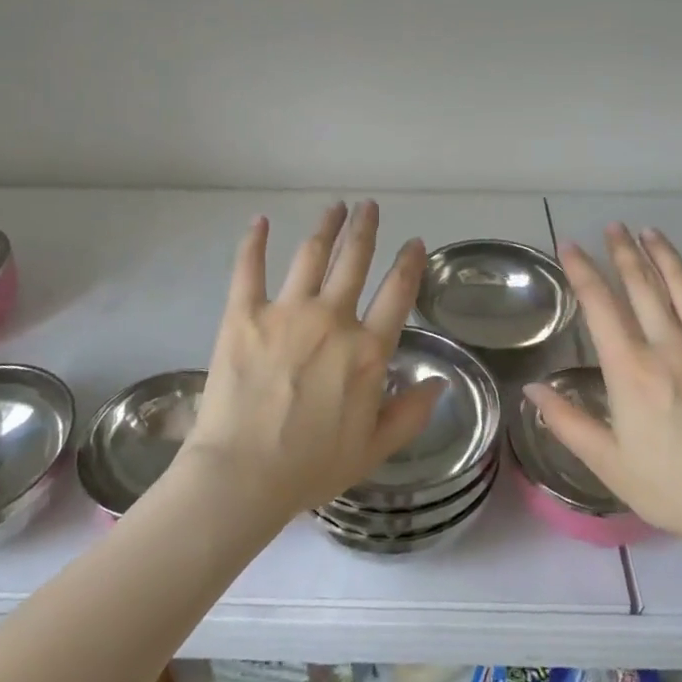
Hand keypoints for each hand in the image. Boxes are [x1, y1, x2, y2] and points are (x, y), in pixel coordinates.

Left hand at [177, 201, 442, 522]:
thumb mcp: (374, 449)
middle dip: (365, 229)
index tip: (413, 243)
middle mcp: (332, 320)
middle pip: (354, 260)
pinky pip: (250, 268)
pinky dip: (255, 241)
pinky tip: (260, 221)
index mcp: (367, 351)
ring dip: (326, 227)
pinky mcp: (244, 314)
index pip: (397, 293)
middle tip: (368, 206)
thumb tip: (439, 384)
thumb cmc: (310, 467)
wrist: (242, 475)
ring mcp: (286, 312)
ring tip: (335, 207)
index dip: (409, 263)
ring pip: (312, 254)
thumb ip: (410, 414)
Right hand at [526, 224, 681, 570]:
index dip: (583, 271)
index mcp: (632, 370)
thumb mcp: (608, 463)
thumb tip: (532, 388)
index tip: (571, 246)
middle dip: (624, 252)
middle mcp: (671, 347)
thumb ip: (567, 422)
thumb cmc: (672, 488)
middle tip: (613, 227)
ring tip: (651, 233)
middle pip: (644, 286)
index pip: (601, 306)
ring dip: (667, 257)